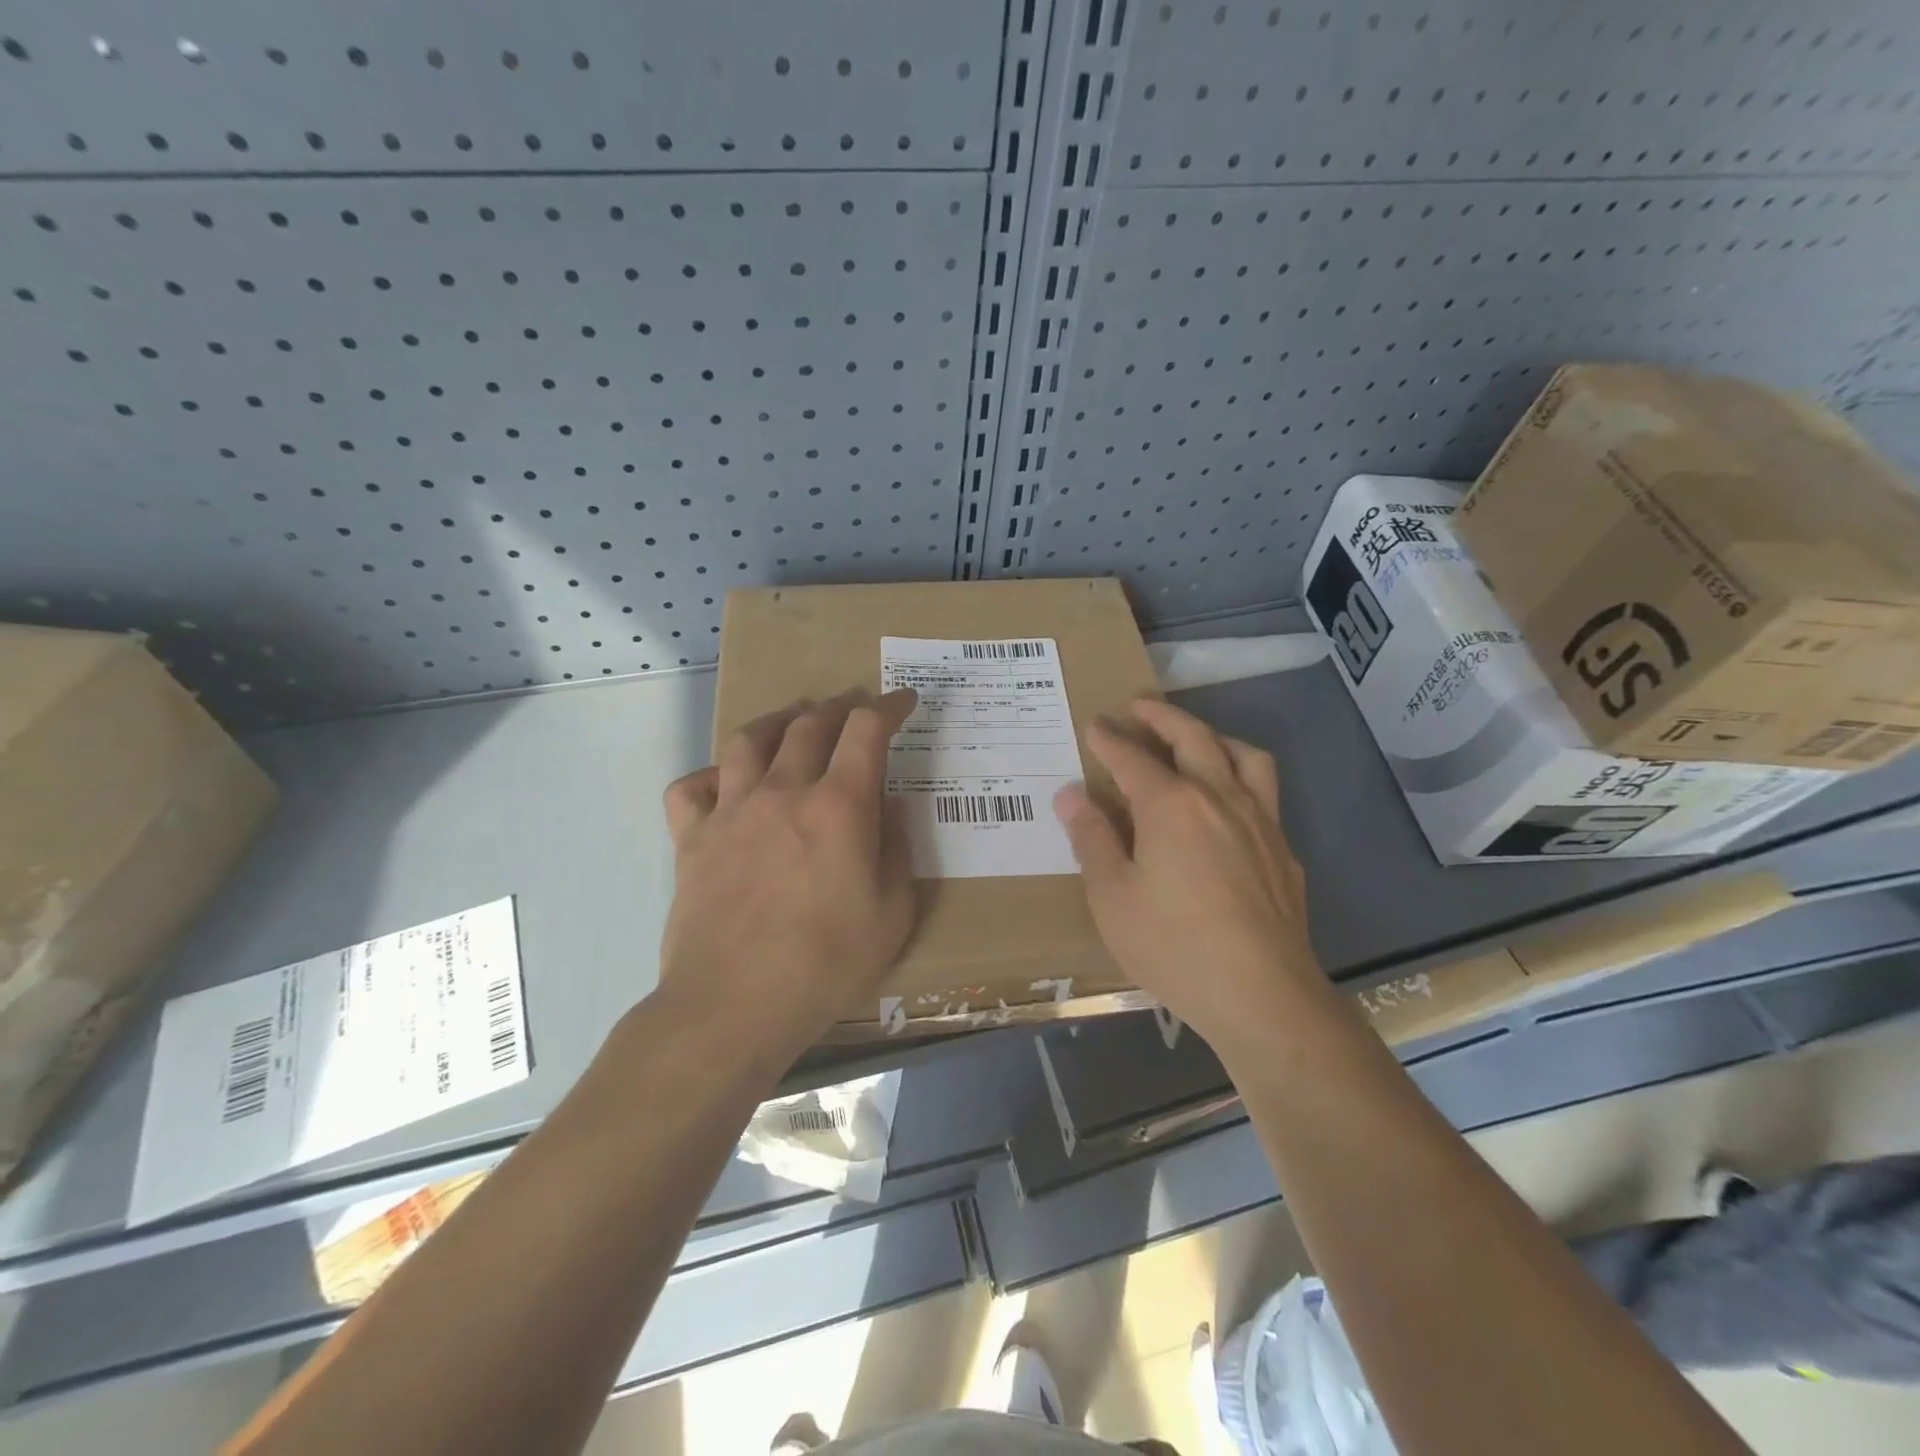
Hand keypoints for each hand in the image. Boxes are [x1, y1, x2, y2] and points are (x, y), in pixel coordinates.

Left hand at [659, 688, 917, 1048]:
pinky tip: (724, 782)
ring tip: (792, 720)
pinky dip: (710, 775)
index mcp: (838, 806)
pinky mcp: (692, 839)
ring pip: (749, 740)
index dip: (888, 707)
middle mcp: (783, 792)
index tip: (902, 701)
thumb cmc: (825, 965)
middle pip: (809, 724)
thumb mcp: (892, 915)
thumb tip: (890, 804)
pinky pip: (691, 787)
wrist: (733, 1006)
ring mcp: (731, 811)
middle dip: (838, 706)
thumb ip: (897, 849)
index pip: (866, 731)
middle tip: (853, 706)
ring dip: (777, 721)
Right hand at [1054, 698, 1326, 1051]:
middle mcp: (1219, 798)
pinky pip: (1263, 792)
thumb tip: (1071, 794)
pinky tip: (1226, 805)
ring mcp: (1259, 821)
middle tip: (1137, 707)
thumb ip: (1092, 838)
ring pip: (1242, 755)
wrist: (1262, 995)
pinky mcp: (1282, 850)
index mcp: (1171, 805)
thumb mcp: (1112, 896)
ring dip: (1212, 736)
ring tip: (1193, 739)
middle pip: (1192, 737)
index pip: (1132, 757)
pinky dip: (1239, 777)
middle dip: (1161, 716)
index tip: (1094, 725)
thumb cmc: (1173, 946)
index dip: (1109, 739)